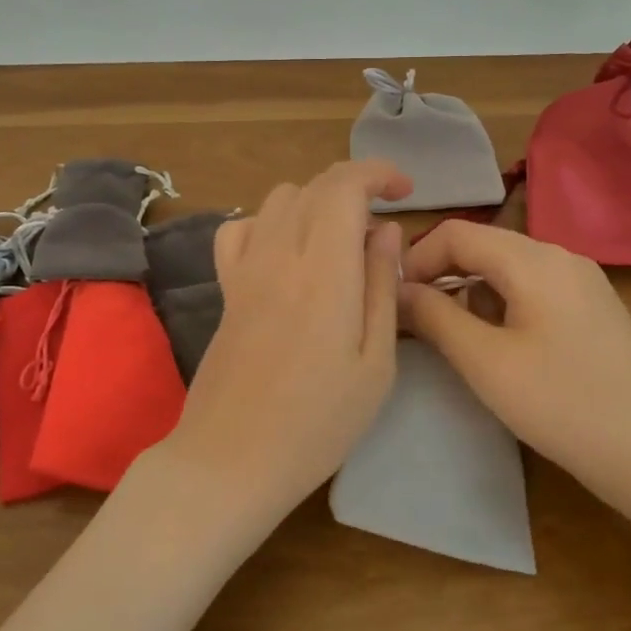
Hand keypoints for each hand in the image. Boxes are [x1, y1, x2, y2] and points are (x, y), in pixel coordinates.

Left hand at [157, 160, 409, 531]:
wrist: (231, 459)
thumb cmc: (318, 423)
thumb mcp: (375, 364)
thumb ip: (383, 287)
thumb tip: (387, 231)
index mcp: (324, 271)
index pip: (343, 185)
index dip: (377, 172)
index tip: (405, 191)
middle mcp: (279, 255)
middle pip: (313, 186)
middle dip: (355, 187)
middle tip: (382, 229)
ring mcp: (245, 270)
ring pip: (278, 200)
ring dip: (316, 203)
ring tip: (341, 242)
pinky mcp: (225, 290)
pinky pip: (240, 229)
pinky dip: (269, 222)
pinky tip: (286, 253)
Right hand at [398, 220, 630, 510]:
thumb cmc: (562, 404)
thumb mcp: (486, 362)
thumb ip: (435, 317)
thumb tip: (399, 290)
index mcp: (535, 259)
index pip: (457, 233)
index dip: (416, 260)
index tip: (393, 300)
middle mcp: (561, 256)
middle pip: (484, 247)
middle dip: (442, 277)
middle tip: (414, 321)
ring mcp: (582, 282)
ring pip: (507, 269)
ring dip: (470, 293)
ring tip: (452, 339)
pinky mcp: (592, 309)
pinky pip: (533, 289)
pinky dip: (501, 306)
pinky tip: (498, 346)